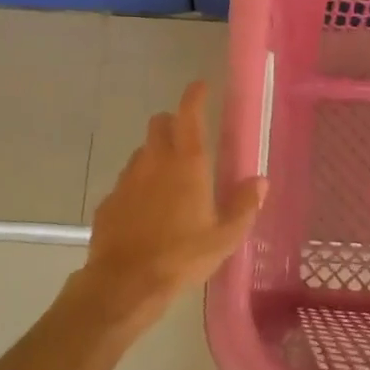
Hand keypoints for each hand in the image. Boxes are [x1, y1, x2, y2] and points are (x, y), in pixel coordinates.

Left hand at [79, 80, 264, 323]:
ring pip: (141, 152)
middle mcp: (154, 162)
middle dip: (172, 122)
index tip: (200, 86)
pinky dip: (138, 187)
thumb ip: (245, 205)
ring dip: (155, 155)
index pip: (189, 115)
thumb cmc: (182, 257)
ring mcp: (127, 180)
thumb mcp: (225, 237)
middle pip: (159, 124)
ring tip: (169, 181)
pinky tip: (146, 212)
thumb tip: (260, 181)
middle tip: (187, 138)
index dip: (194, 96)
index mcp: (187, 164)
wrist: (125, 283)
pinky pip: (126, 183)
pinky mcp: (109, 201)